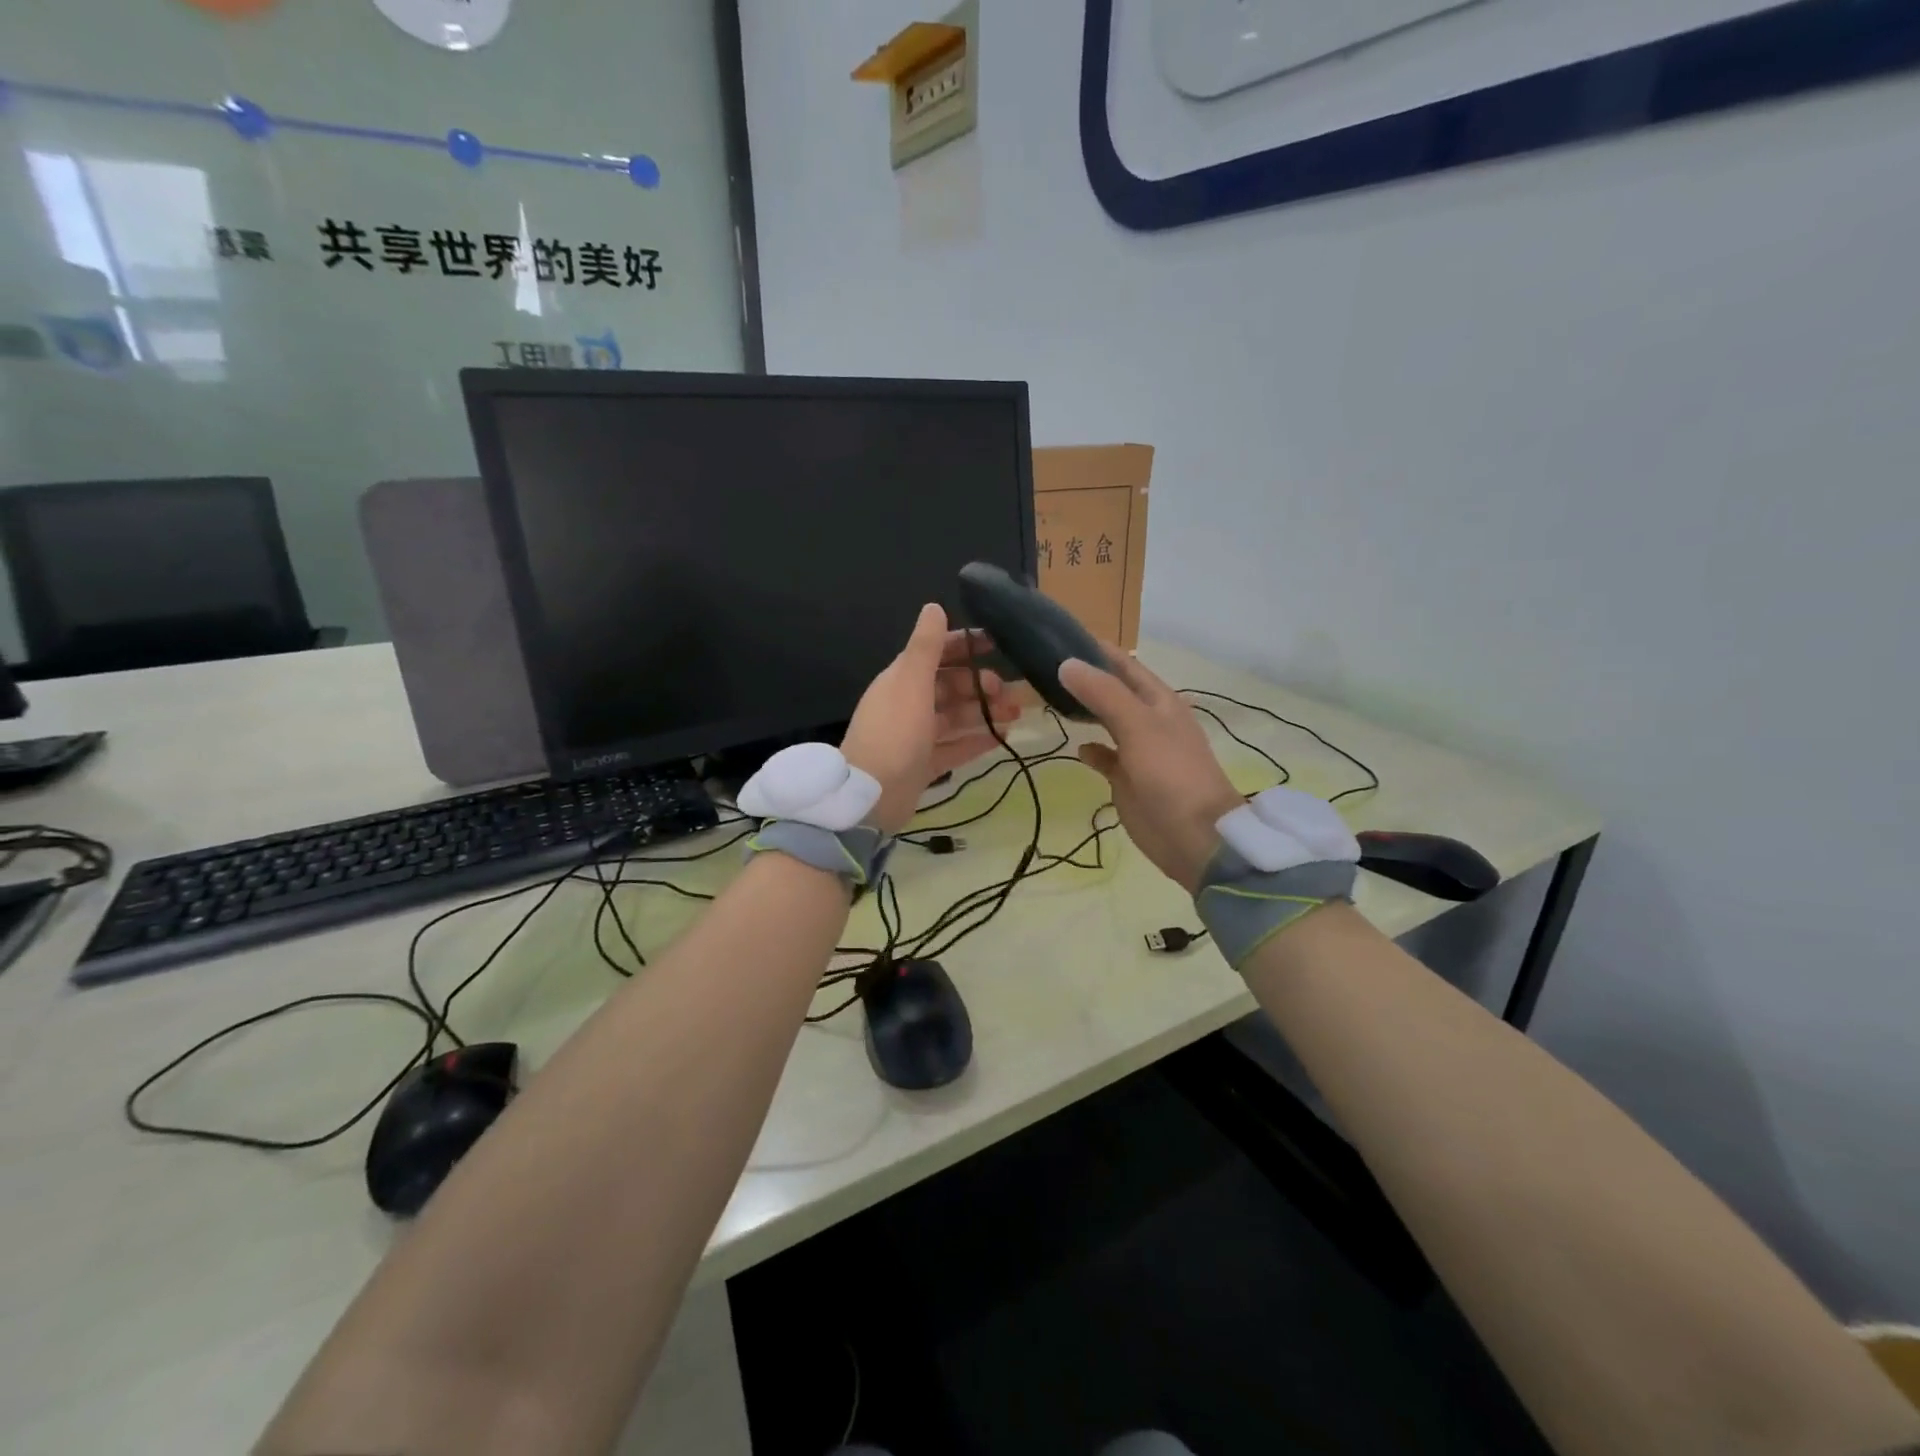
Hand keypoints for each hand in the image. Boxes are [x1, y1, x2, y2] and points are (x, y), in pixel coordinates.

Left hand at [841, 604, 1021, 833]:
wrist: (871, 796)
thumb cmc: (894, 732)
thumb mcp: (911, 682)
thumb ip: (926, 646)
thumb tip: (934, 606)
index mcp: (902, 680)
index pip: (936, 653)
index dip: (965, 645)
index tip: (997, 643)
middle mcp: (908, 704)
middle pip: (949, 687)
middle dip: (980, 685)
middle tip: (1009, 692)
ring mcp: (916, 736)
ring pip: (956, 717)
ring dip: (984, 712)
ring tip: (1016, 714)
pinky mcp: (923, 765)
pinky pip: (955, 747)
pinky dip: (977, 741)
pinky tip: (1003, 738)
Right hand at [1059, 650, 1244, 893]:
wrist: (1195, 836)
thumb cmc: (1171, 774)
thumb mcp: (1138, 726)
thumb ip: (1103, 694)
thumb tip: (1066, 663)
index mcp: (1158, 701)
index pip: (1124, 664)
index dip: (1096, 649)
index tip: (1059, 636)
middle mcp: (1148, 720)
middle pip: (1112, 691)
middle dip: (1085, 678)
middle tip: (1043, 667)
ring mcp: (1138, 751)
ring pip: (1106, 721)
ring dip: (1084, 710)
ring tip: (1050, 698)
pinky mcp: (1127, 779)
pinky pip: (1105, 757)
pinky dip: (1091, 750)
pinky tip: (1077, 748)